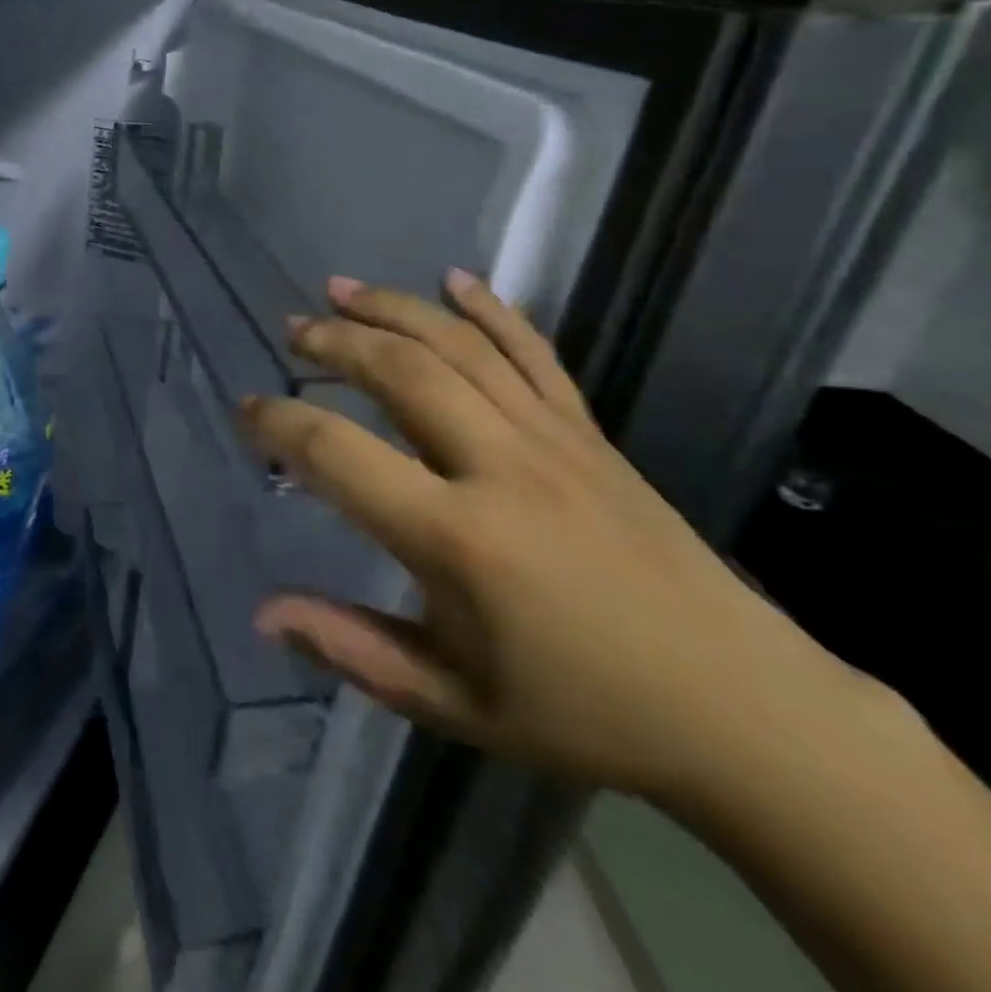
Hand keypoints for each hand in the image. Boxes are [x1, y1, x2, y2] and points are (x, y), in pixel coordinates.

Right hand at [243, 271, 865, 803]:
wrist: (742, 709)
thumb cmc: (582, 712)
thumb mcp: (451, 702)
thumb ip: (351, 648)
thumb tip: (265, 613)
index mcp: (455, 537)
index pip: (338, 453)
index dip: (279, 424)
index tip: (247, 411)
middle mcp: (500, 467)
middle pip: (399, 371)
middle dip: (333, 342)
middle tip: (291, 331)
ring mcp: (552, 440)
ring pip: (459, 347)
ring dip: (393, 309)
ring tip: (341, 289)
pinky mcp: (590, 434)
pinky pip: (534, 354)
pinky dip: (492, 310)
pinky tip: (456, 279)